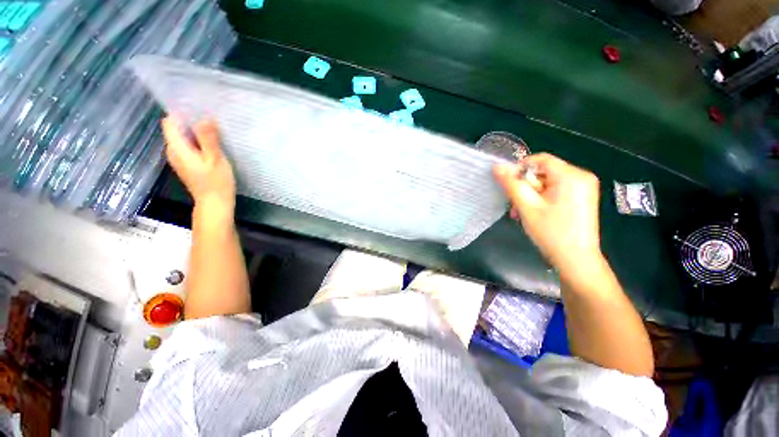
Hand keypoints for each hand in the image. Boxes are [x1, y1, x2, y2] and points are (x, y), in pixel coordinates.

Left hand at [162, 116, 235, 217]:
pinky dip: (197, 141)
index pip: (170, 122)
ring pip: (183, 137)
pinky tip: (211, 144)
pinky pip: (188, 145)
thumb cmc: (216, 182)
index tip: (198, 108)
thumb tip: (205, 117)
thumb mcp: (215, 159)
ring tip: (214, 129)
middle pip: (176, 128)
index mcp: (177, 148)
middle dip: (190, 120)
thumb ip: (208, 138)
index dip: (181, 112)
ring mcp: (179, 158)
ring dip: (195, 131)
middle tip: (211, 118)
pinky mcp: (187, 163)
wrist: (215, 203)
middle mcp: (173, 151)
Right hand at [493, 153, 600, 271]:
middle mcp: (581, 177)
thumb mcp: (527, 207)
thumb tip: (497, 166)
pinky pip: (555, 190)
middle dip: (525, 187)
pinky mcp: (581, 198)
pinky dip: (541, 199)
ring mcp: (583, 188)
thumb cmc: (552, 233)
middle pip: (544, 172)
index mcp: (571, 176)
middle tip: (515, 205)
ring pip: (547, 182)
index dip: (520, 169)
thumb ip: (511, 184)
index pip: (540, 159)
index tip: (508, 185)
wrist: (576, 260)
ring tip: (521, 212)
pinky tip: (534, 213)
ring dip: (531, 195)